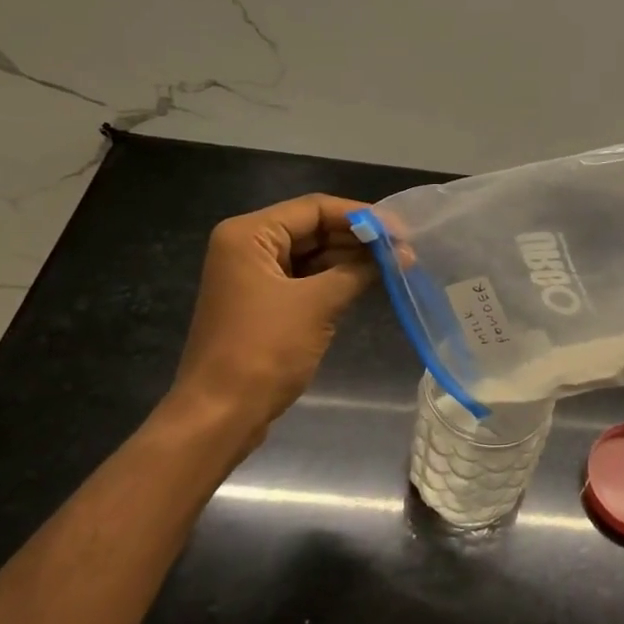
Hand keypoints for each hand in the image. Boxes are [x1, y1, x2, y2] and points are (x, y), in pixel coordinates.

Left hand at [167, 194, 378, 446]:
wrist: (220, 415)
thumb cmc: (264, 350)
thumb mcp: (317, 304)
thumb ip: (360, 271)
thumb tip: (402, 253)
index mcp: (249, 234)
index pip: (314, 208)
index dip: (361, 216)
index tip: (402, 231)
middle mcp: (246, 246)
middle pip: (312, 229)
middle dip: (357, 239)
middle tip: (404, 249)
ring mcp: (253, 277)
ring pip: (310, 255)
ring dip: (350, 260)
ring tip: (395, 265)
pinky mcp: (261, 304)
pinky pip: (304, 280)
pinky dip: (334, 280)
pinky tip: (369, 282)